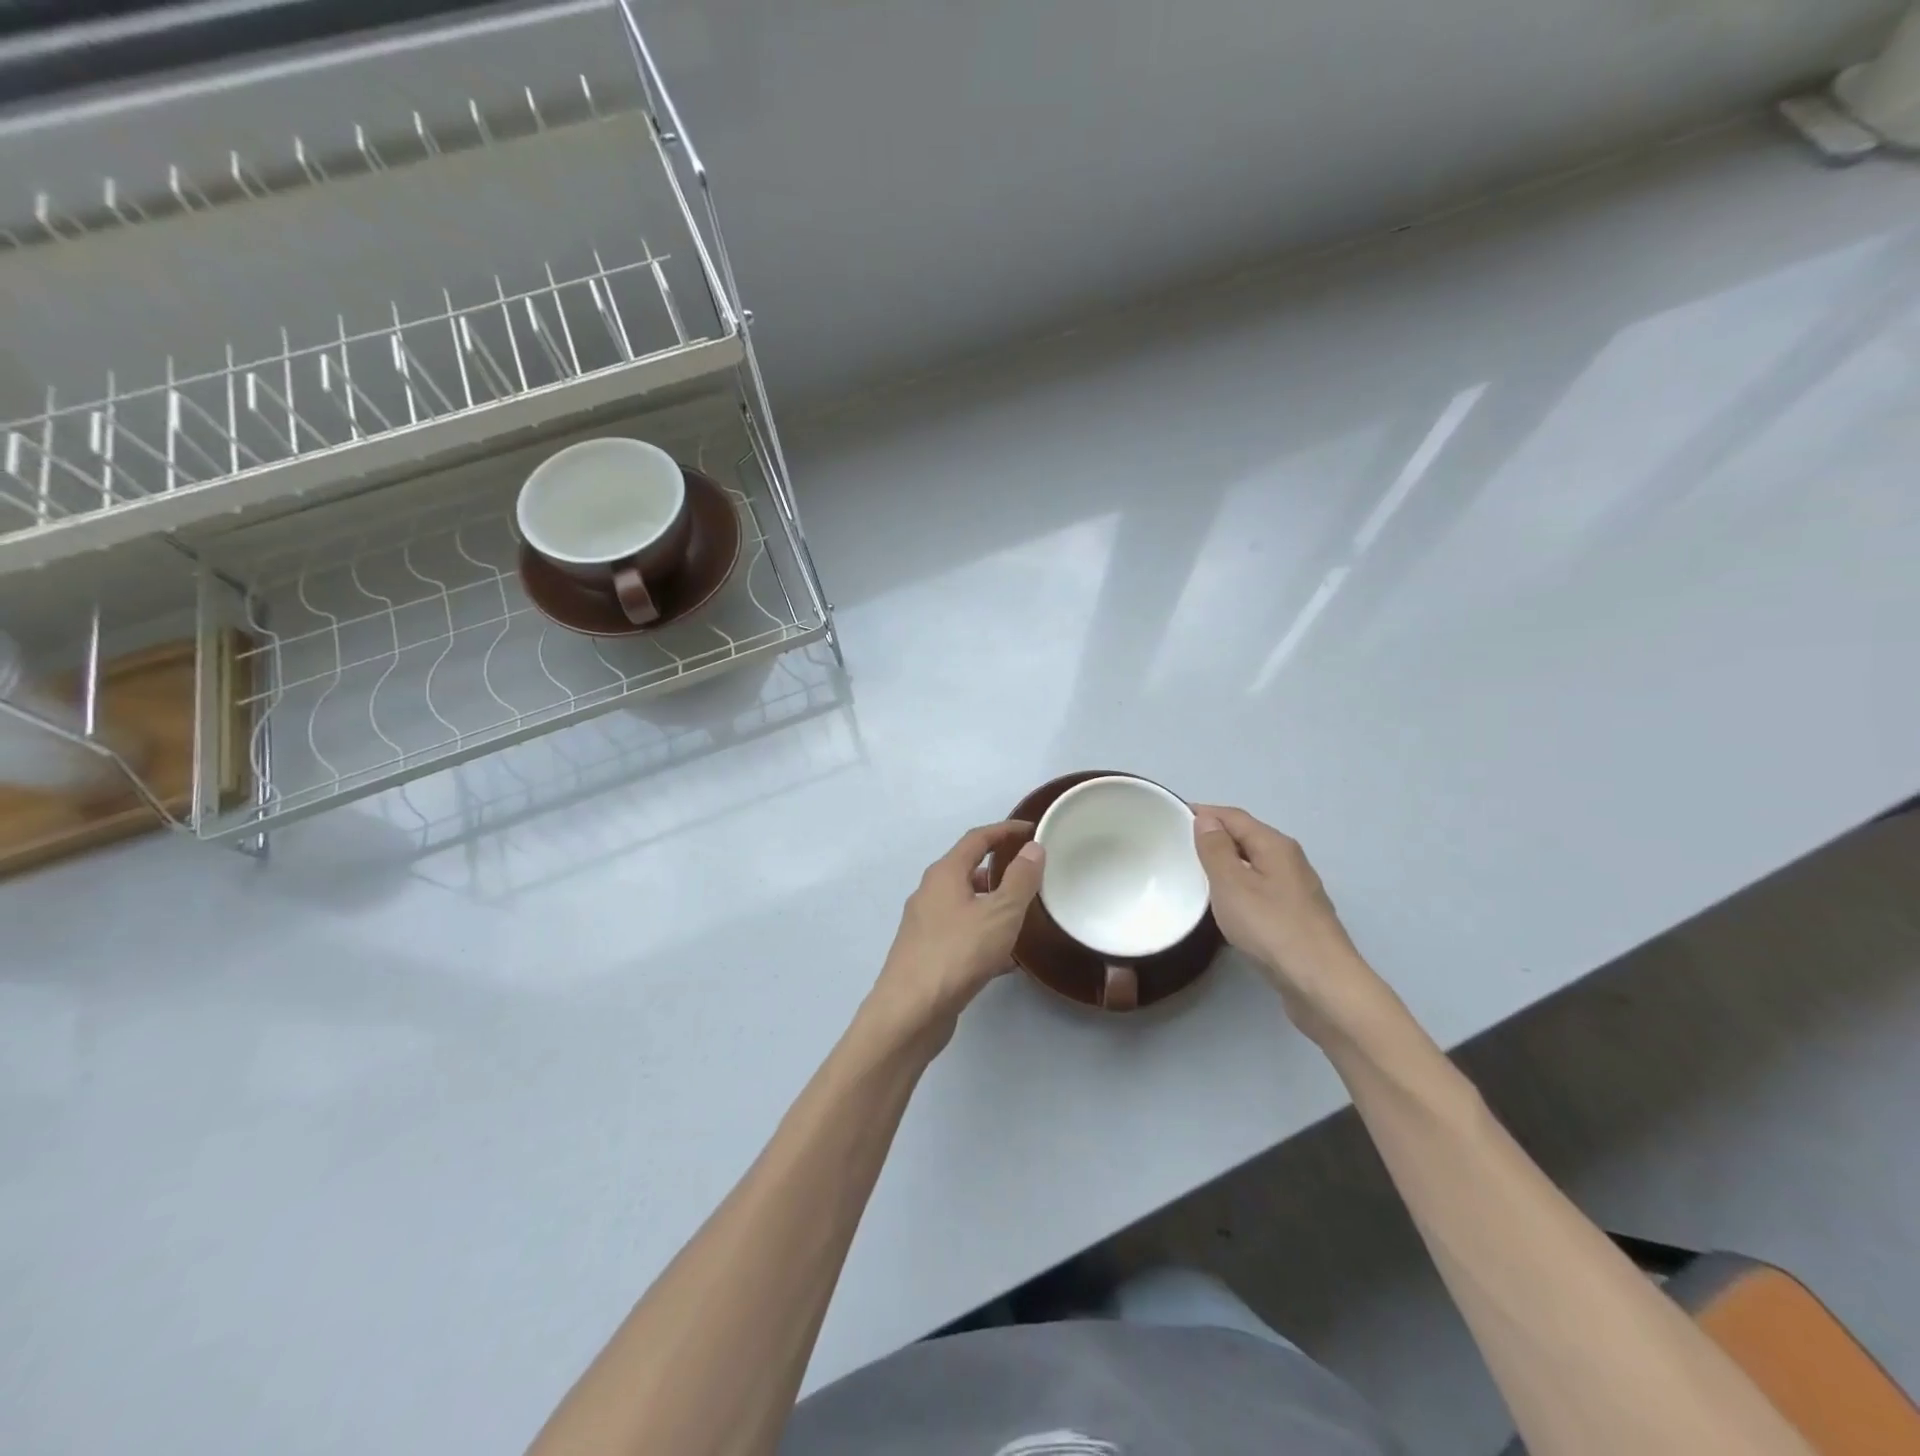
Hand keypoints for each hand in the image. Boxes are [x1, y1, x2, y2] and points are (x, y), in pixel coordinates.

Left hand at [866, 821, 1044, 1051]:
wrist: (910, 1012)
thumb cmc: (957, 954)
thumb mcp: (1000, 913)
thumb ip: (1020, 879)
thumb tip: (1032, 847)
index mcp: (944, 874)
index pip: (977, 838)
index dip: (1005, 830)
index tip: (1032, 830)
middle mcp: (929, 893)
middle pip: (967, 870)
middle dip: (999, 869)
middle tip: (1031, 874)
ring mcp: (924, 925)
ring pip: (965, 905)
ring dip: (993, 904)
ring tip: (1024, 915)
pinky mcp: (926, 954)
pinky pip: (962, 934)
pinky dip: (984, 935)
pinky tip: (1007, 959)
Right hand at [1192, 806, 1382, 1041]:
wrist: (1322, 985)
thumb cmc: (1271, 928)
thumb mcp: (1232, 884)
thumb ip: (1215, 850)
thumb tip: (1206, 820)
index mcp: (1275, 845)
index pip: (1233, 816)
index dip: (1203, 812)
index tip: (1170, 816)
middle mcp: (1290, 861)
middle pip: (1246, 838)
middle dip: (1213, 837)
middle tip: (1176, 847)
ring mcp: (1296, 891)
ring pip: (1253, 866)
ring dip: (1225, 865)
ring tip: (1193, 875)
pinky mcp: (1296, 918)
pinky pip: (1259, 890)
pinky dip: (1238, 889)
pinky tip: (1224, 906)